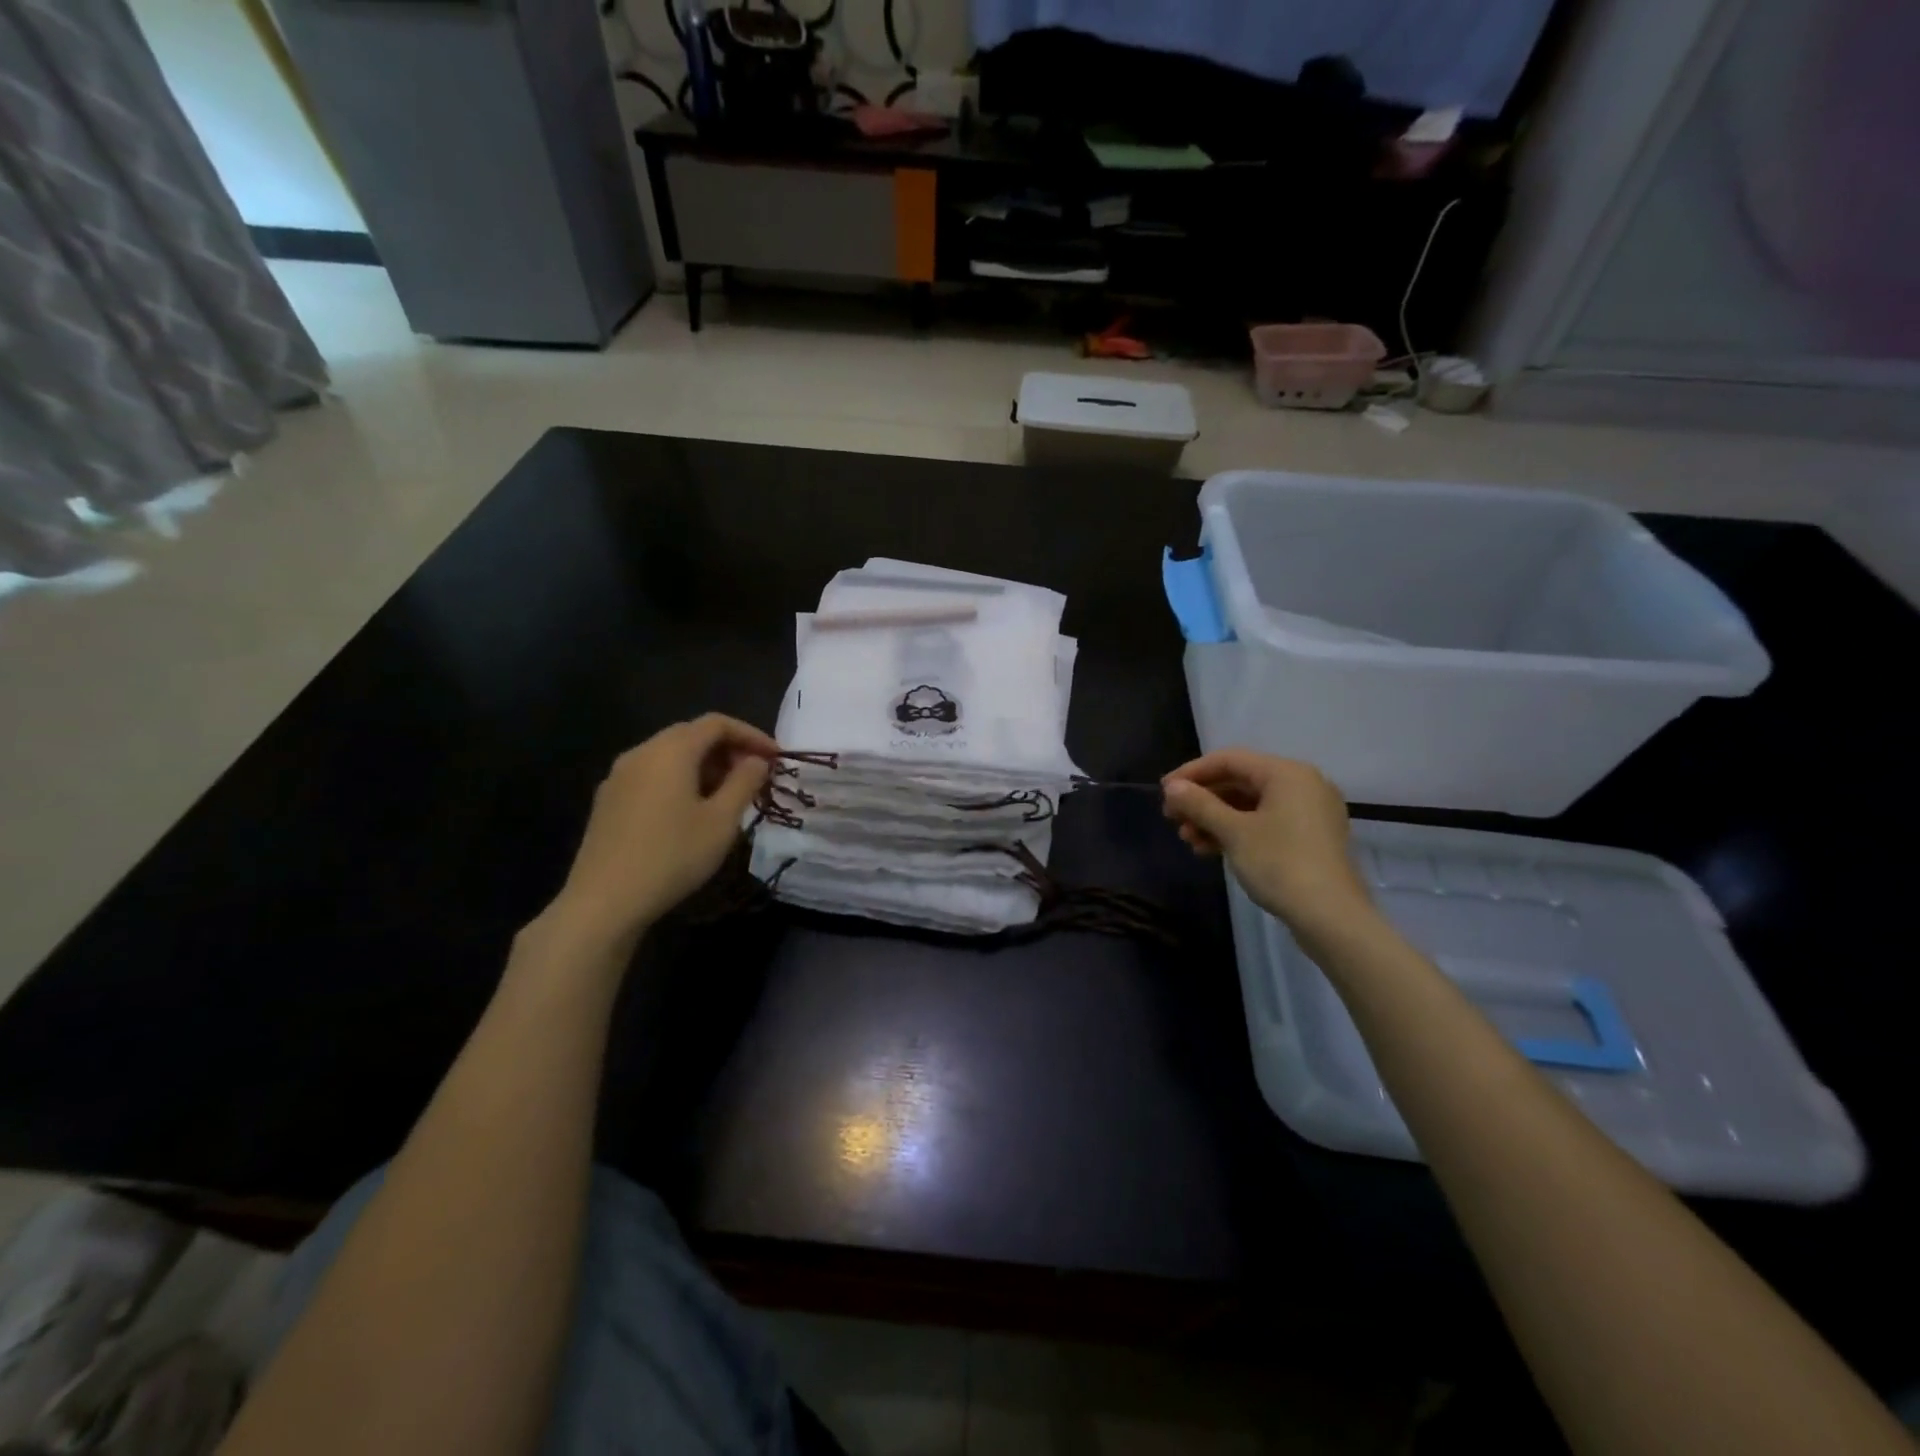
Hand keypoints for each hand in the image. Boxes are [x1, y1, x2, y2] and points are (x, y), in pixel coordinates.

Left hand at [551, 714, 776, 943]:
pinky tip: (691, 810)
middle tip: (755, 775)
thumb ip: (744, 783)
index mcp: (671, 750)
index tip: (775, 758)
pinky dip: (680, 779)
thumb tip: (757, 761)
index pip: (717, 723)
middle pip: (691, 734)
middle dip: (728, 749)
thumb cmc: (672, 856)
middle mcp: (641, 752)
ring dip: (704, 765)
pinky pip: (652, 774)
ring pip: (670, 755)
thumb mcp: (722, 821)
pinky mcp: (609, 799)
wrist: (604, 901)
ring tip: (728, 794)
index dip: (751, 735)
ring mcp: (619, 776)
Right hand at [1162, 750, 1374, 938]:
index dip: (1192, 773)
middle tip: (1172, 819)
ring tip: (1188, 840)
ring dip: (1215, 819)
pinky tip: (1210, 849)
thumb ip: (1200, 804)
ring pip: (1250, 805)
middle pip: (1240, 781)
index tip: (1163, 792)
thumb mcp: (1233, 832)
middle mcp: (1302, 784)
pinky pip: (1265, 822)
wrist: (1332, 917)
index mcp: (1287, 773)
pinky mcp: (1310, 837)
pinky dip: (1237, 831)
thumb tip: (1172, 787)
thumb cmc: (1280, 864)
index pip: (1230, 760)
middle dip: (1203, 800)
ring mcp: (1309, 812)